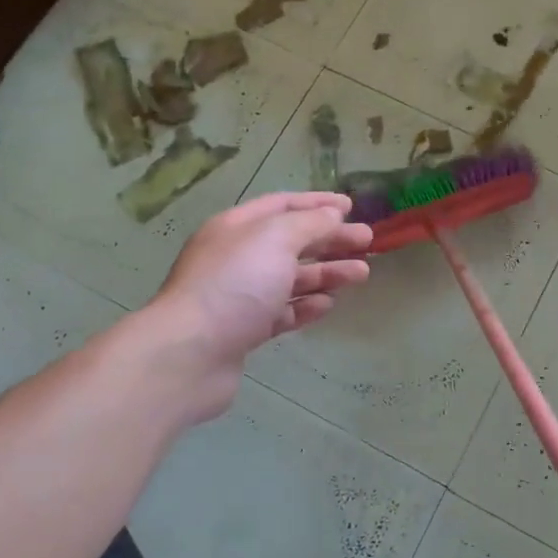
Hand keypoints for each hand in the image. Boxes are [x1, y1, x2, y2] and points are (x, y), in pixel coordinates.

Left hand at [150, 192, 372, 420]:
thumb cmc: (235, 284)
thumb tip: (332, 215)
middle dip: (330, 240)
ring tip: (361, 274)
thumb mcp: (276, 239)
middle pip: (291, 242)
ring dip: (326, 273)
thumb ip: (310, 224)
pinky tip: (327, 304)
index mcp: (237, 227)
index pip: (282, 205)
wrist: (189, 354)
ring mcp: (239, 296)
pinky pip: (282, 312)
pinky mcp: (243, 331)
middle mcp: (236, 257)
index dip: (318, 204)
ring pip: (290, 279)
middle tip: (367, 242)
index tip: (351, 207)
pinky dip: (306, 306)